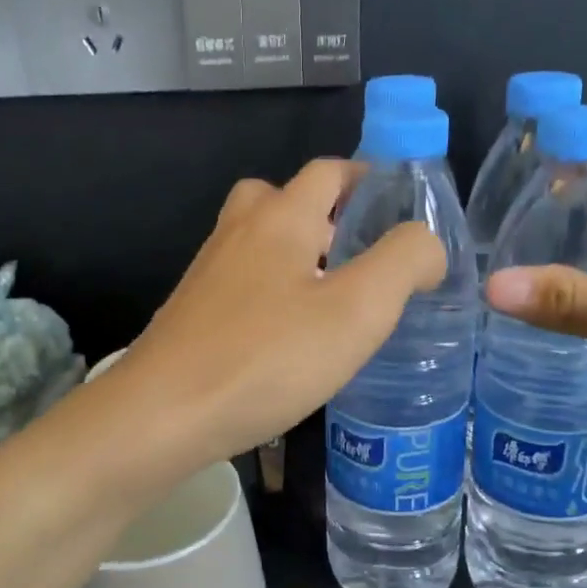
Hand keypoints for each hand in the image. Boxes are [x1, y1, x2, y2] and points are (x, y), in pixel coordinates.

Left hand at [105, 159, 446, 466]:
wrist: (162, 415)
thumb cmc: (267, 358)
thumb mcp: (357, 311)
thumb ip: (403, 263)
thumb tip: (425, 242)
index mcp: (281, 218)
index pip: (329, 171)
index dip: (368, 180)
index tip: (401, 211)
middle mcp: (239, 232)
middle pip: (286, 199)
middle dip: (329, 217)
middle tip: (365, 258)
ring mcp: (209, 272)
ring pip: (261, 243)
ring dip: (300, 256)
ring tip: (335, 301)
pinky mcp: (194, 312)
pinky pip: (243, 282)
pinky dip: (273, 291)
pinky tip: (290, 337)